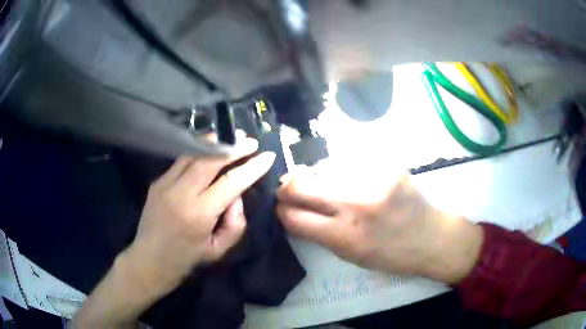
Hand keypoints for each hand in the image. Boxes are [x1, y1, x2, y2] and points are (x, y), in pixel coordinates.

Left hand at [121, 138, 275, 297]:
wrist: (149, 260)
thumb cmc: (186, 260)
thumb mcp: (218, 251)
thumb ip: (235, 224)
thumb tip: (236, 197)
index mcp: (198, 214)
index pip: (230, 182)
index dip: (251, 168)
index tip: (267, 157)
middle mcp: (180, 193)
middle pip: (210, 160)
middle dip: (234, 147)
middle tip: (251, 141)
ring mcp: (165, 184)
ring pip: (193, 154)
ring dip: (214, 143)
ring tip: (231, 139)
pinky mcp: (157, 182)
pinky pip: (181, 161)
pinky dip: (198, 153)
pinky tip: (208, 151)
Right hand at [277, 173, 482, 283]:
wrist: (431, 237)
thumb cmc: (390, 254)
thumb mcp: (351, 256)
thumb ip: (322, 233)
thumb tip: (297, 212)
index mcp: (344, 237)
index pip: (294, 217)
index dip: (282, 211)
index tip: (281, 206)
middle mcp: (355, 206)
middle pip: (302, 186)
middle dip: (288, 187)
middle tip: (288, 186)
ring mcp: (373, 181)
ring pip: (325, 169)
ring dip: (319, 177)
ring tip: (327, 183)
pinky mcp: (388, 166)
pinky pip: (353, 162)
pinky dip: (347, 170)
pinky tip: (357, 178)